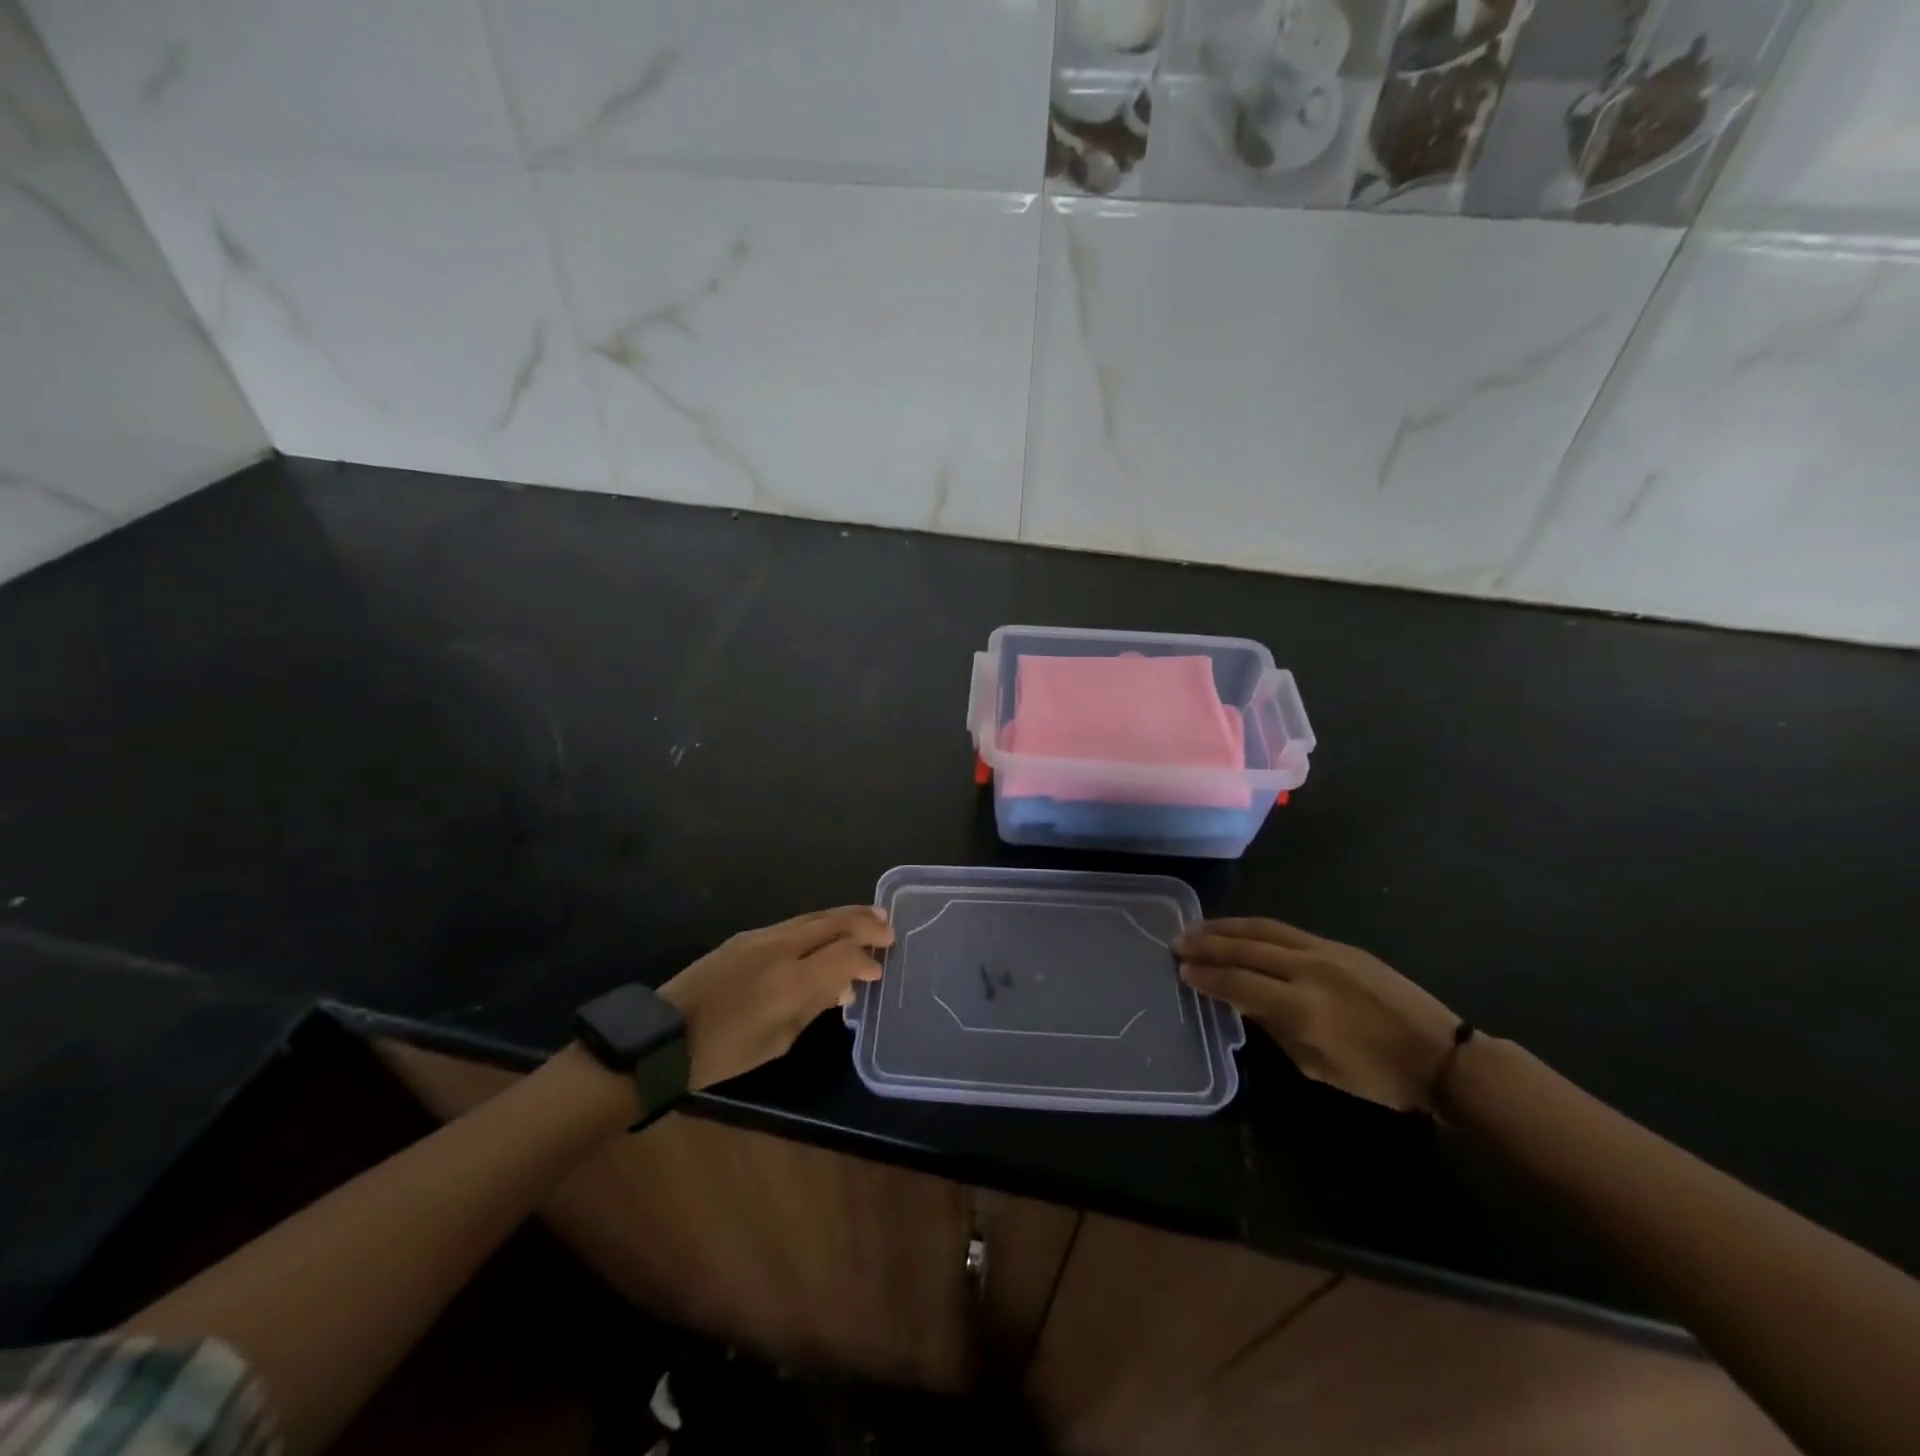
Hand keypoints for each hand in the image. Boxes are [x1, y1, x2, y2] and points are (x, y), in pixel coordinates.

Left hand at [658, 906, 892, 1088]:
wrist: (664, 1035)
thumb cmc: (725, 1052)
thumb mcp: (779, 1040)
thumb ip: (815, 1005)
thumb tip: (843, 986)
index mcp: (790, 982)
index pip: (844, 955)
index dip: (866, 958)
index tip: (880, 969)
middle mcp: (779, 949)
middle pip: (832, 924)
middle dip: (864, 922)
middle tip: (889, 925)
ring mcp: (761, 937)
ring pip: (813, 917)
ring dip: (844, 916)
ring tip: (870, 916)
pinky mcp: (746, 936)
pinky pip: (794, 923)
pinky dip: (820, 924)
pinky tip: (829, 930)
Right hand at [1175, 918, 1458, 1112]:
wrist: (1441, 1055)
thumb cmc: (1377, 1075)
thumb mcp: (1316, 1066)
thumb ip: (1275, 1028)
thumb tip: (1246, 1001)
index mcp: (1301, 1007)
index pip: (1238, 982)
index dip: (1207, 977)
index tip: (1182, 971)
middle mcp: (1307, 969)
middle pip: (1244, 949)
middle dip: (1207, 944)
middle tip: (1177, 941)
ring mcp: (1324, 951)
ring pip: (1263, 930)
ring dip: (1226, 927)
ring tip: (1198, 927)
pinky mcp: (1338, 946)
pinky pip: (1285, 930)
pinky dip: (1254, 928)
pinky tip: (1239, 929)